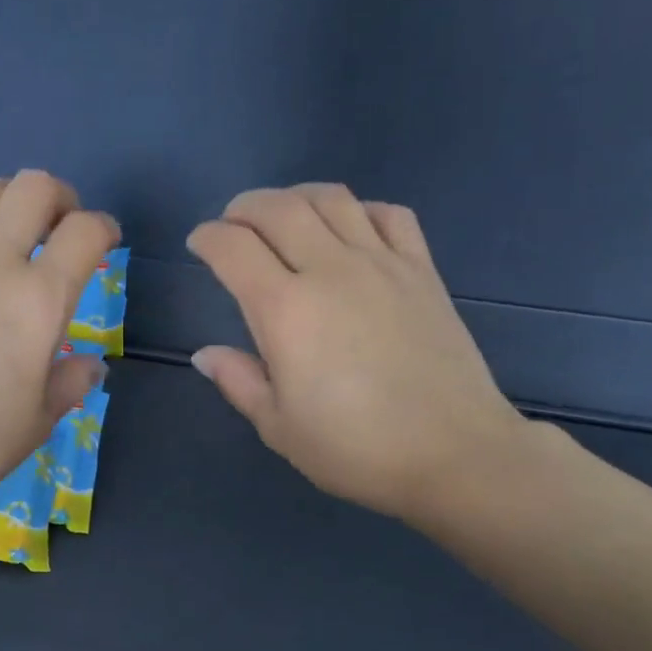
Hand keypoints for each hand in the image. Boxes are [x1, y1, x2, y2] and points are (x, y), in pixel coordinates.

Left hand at [0, 172, 117, 525]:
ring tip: (13, 228)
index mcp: (36, 302)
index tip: (107, 244)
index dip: (105, 230)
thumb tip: (90, 365)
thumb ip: (69, 384)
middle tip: (64, 229)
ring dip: (10, 197)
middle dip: (62, 199)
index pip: (84, 235)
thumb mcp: (35, 424)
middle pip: (35, 188)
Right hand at [187, 184, 527, 523]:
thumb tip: (206, 354)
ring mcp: (382, 263)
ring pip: (332, 199)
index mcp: (285, 310)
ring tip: (284, 216)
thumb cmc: (355, 449)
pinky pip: (389, 214)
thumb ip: (239, 382)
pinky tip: (351, 228)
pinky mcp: (422, 270)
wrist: (453, 453)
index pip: (233, 248)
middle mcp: (330, 270)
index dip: (207, 238)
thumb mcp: (279, 427)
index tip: (198, 245)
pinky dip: (360, 209)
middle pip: (278, 208)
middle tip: (232, 225)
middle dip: (244, 207)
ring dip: (296, 197)